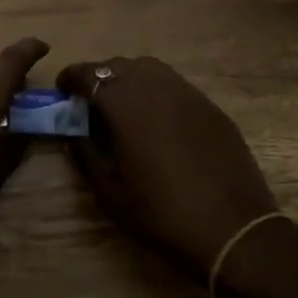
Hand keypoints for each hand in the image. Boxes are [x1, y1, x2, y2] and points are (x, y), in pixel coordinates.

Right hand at [58, 56, 277, 279]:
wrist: (234, 231)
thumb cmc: (162, 213)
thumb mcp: (109, 191)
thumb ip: (84, 152)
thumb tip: (73, 130)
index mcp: (124, 102)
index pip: (88, 73)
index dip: (71, 79)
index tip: (63, 94)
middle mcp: (154, 85)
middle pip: (118, 65)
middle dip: (99, 79)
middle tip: (92, 105)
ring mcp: (187, 92)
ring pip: (148, 69)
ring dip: (129, 80)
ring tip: (124, 109)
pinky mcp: (210, 106)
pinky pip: (174, 86)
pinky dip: (157, 93)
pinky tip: (159, 122)